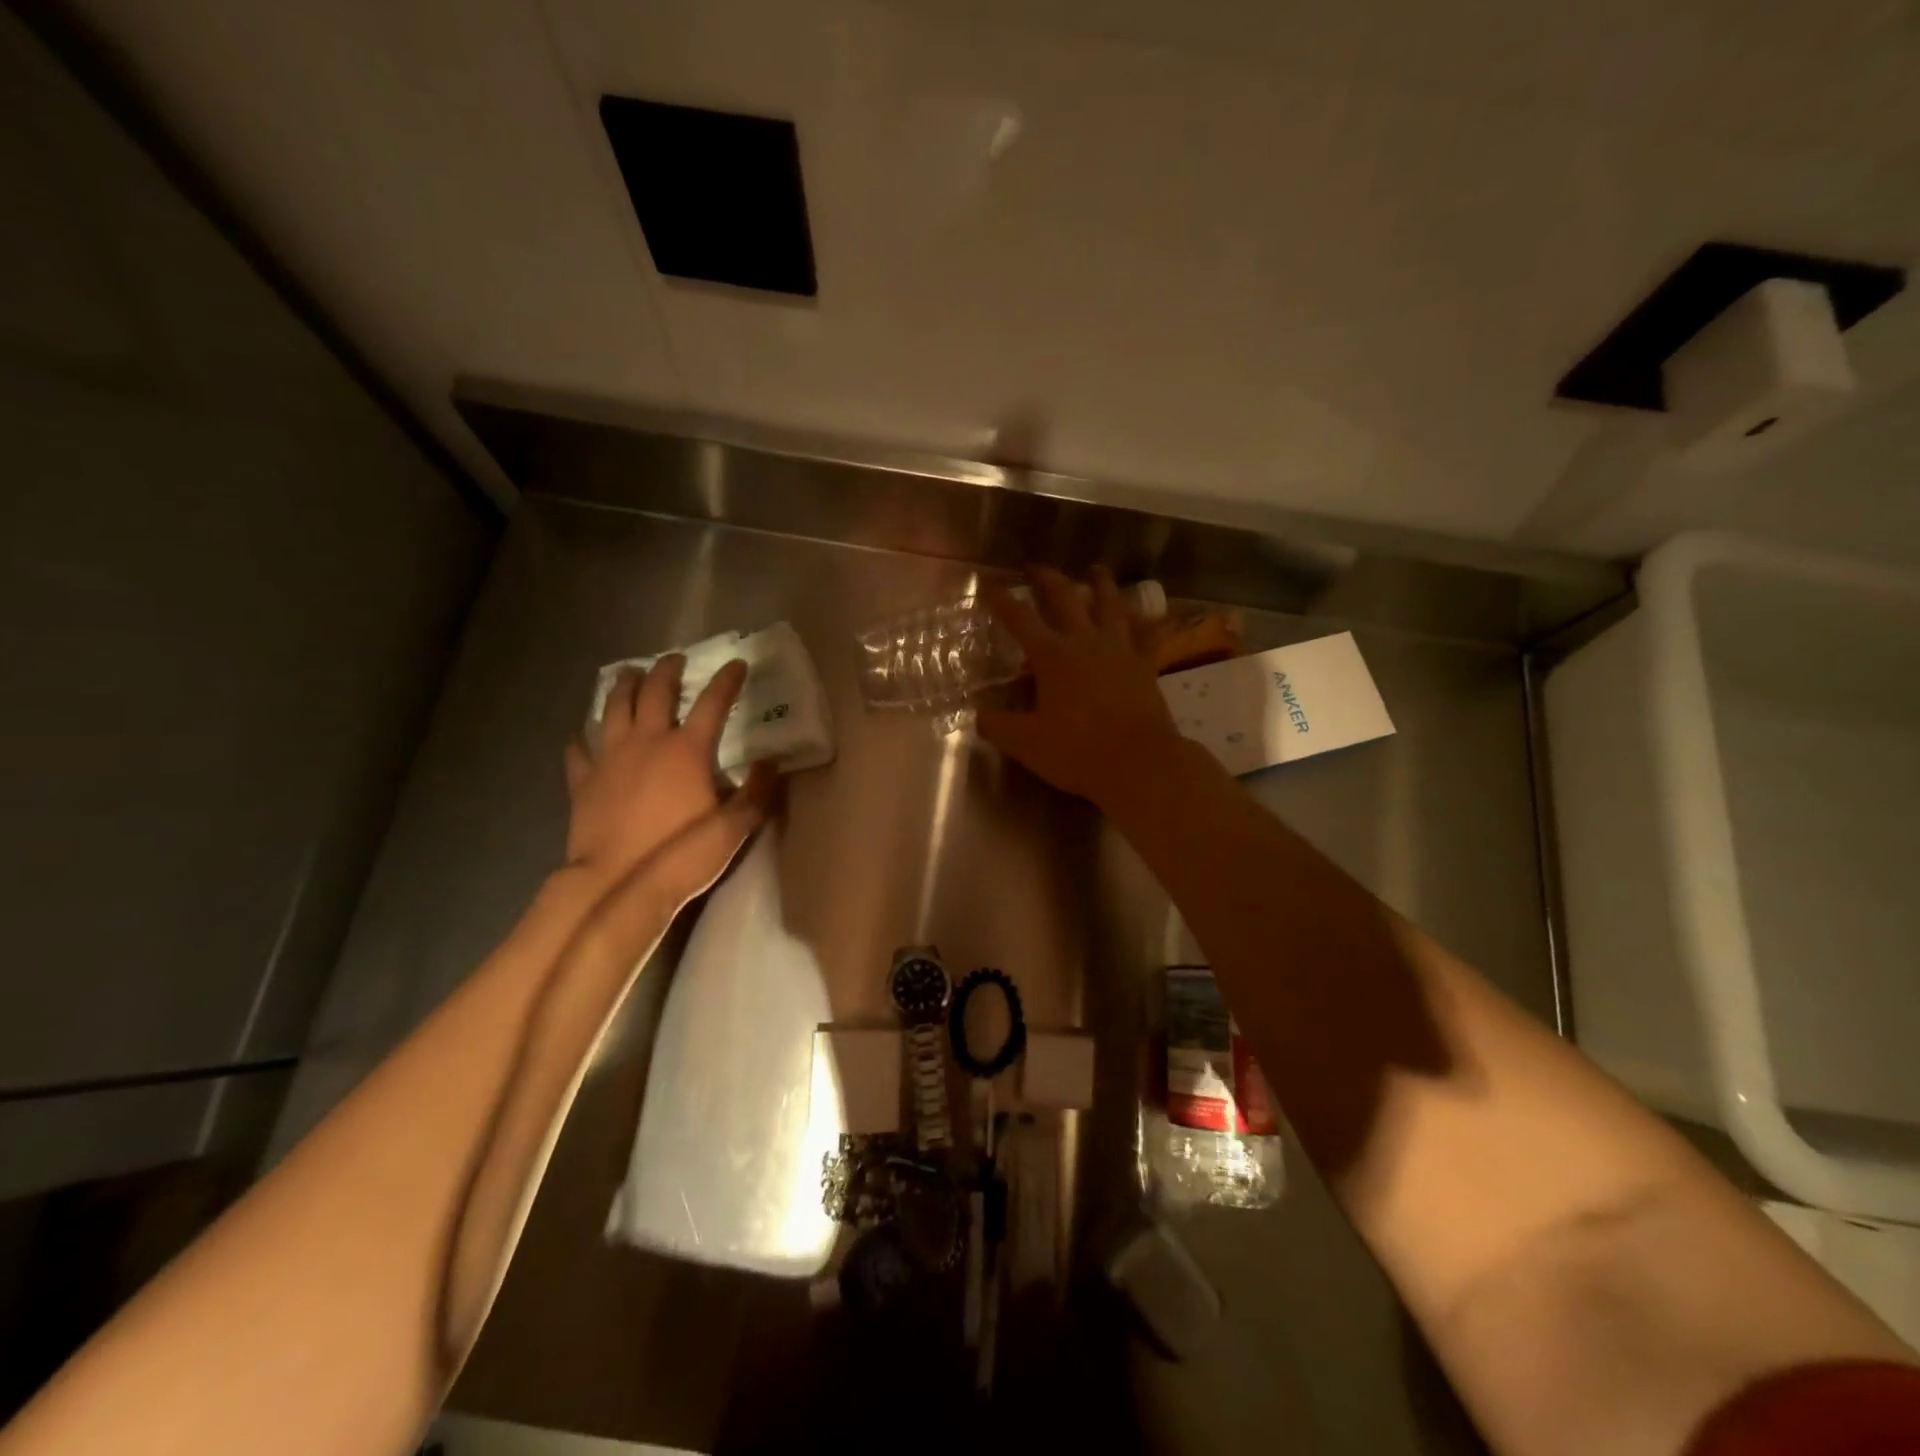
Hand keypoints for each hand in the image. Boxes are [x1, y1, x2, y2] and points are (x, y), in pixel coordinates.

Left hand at [563, 657, 773, 900]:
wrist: (617, 885)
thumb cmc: (682, 855)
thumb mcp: (735, 827)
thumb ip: (756, 792)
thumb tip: (771, 762)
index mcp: (688, 750)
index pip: (713, 703)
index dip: (727, 680)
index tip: (737, 664)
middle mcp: (647, 741)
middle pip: (655, 692)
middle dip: (667, 670)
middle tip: (675, 659)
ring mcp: (610, 758)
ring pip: (613, 708)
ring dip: (623, 686)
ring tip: (629, 674)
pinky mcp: (582, 780)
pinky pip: (579, 750)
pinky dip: (582, 738)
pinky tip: (582, 735)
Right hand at [978, 566, 1183, 806]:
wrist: (1138, 763)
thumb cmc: (1077, 751)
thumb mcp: (1025, 743)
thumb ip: (998, 726)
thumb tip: (979, 715)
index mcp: (1052, 656)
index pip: (1020, 618)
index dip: (1001, 600)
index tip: (988, 583)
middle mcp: (1085, 642)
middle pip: (1066, 598)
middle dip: (1048, 579)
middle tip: (1037, 567)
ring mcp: (1120, 650)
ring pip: (1111, 605)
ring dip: (1102, 584)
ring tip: (1097, 569)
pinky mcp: (1145, 666)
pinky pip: (1147, 635)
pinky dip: (1146, 621)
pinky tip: (1148, 614)